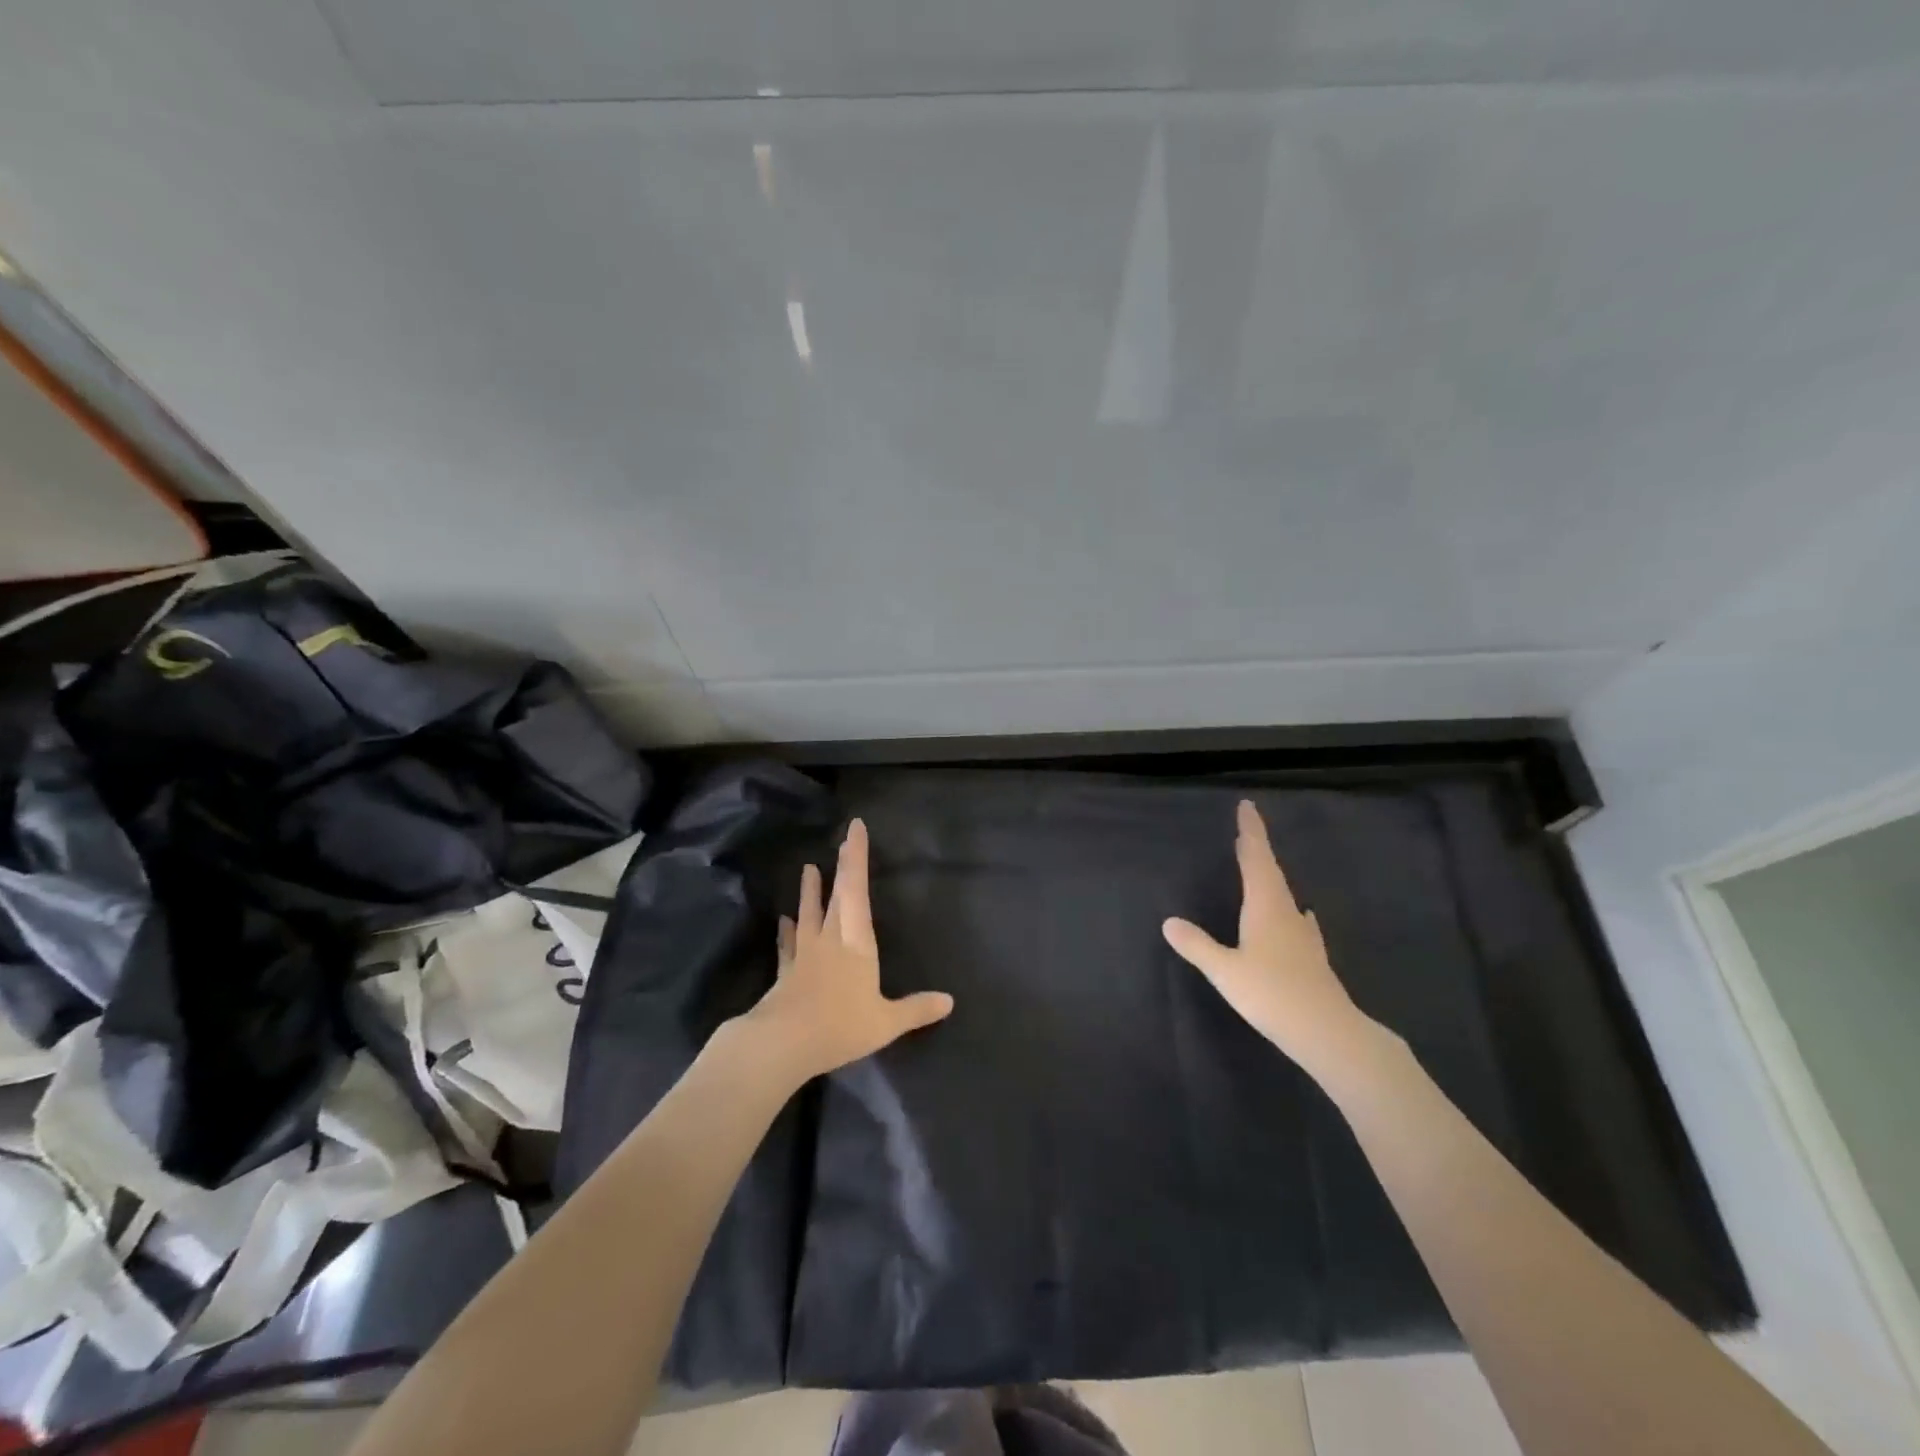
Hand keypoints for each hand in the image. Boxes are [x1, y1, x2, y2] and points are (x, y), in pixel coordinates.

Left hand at [734, 819, 953, 1086]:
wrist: (783, 1044)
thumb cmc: (841, 1026)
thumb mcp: (887, 1022)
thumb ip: (917, 1009)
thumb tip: (949, 1001)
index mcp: (856, 941)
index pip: (857, 889)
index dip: (856, 857)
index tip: (854, 828)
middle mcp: (830, 938)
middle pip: (836, 894)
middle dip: (842, 866)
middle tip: (842, 840)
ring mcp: (805, 953)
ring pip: (808, 913)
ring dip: (809, 891)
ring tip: (807, 868)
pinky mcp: (786, 972)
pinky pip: (788, 944)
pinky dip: (787, 931)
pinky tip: (783, 922)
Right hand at [1163, 800, 1382, 1078]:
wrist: (1329, 1033)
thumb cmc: (1272, 994)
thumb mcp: (1225, 971)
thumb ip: (1197, 945)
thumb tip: (1169, 921)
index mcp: (1265, 907)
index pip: (1256, 859)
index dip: (1251, 832)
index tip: (1247, 806)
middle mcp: (1287, 913)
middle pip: (1271, 873)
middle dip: (1257, 850)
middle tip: (1245, 833)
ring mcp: (1303, 935)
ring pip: (1285, 895)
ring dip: (1271, 878)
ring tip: (1262, 869)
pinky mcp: (1312, 956)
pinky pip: (1297, 920)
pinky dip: (1290, 909)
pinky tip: (1301, 916)